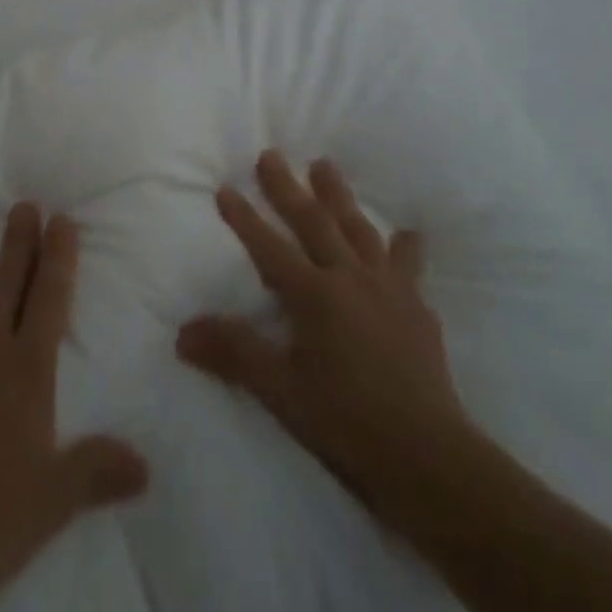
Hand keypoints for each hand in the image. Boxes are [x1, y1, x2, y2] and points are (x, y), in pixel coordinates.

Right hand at [177, 151, 482, 532]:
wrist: (429, 456)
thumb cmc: (347, 422)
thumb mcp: (281, 392)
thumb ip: (235, 354)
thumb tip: (182, 332)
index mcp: (314, 295)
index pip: (268, 247)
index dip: (244, 218)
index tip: (225, 188)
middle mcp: (349, 278)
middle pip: (313, 222)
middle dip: (287, 188)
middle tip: (271, 155)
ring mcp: (387, 288)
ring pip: (358, 229)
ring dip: (338, 196)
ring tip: (325, 166)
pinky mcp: (416, 307)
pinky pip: (408, 266)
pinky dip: (405, 248)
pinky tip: (410, 235)